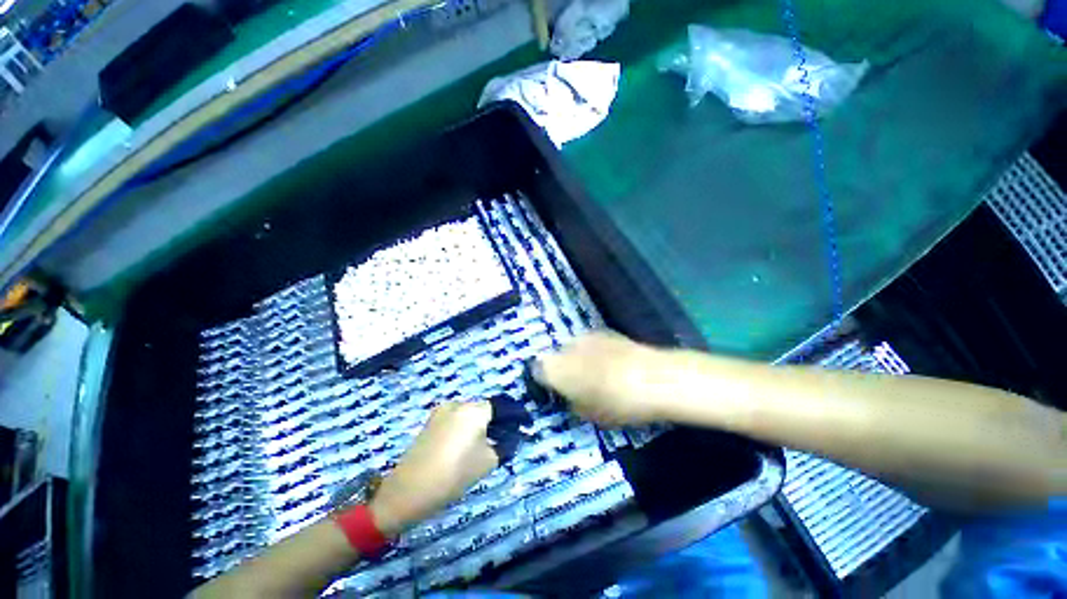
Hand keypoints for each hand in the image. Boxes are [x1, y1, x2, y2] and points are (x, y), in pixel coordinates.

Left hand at [369, 402, 497, 537]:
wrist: (408, 491)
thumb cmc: (453, 474)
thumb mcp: (488, 462)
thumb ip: (503, 446)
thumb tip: (508, 438)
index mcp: (474, 410)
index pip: (498, 407)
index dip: (506, 420)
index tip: (510, 435)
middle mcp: (457, 404)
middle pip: (481, 410)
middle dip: (489, 423)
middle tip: (493, 444)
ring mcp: (440, 412)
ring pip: (466, 415)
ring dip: (473, 427)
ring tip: (474, 450)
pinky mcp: (429, 422)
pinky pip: (452, 420)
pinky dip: (459, 430)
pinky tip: (456, 451)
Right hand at [533, 331, 672, 425]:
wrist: (653, 377)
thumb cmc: (617, 403)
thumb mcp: (590, 414)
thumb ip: (574, 403)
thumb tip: (571, 397)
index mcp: (557, 369)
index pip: (538, 371)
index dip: (545, 382)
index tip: (554, 392)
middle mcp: (566, 347)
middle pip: (555, 356)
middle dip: (561, 369)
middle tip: (576, 384)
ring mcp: (585, 336)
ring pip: (572, 347)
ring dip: (577, 358)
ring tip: (596, 372)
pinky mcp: (603, 331)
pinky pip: (590, 342)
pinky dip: (593, 351)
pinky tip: (610, 361)